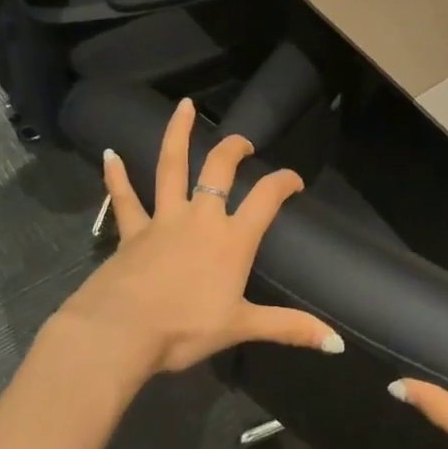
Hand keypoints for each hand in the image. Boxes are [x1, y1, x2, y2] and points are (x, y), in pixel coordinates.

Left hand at [44, 98, 342, 386]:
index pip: (266, 198)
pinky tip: (109, 154)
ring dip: (178, 135)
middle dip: (234, 149)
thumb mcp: (242, 327)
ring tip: (185, 106)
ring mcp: (163, 220)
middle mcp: (200, 218)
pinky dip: (116, 177)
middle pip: (219, 170)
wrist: (120, 333)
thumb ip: (290, 328)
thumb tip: (338, 342)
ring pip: (171, 168)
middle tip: (243, 141)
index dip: (284, 182)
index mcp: (232, 239)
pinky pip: (125, 199)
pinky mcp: (131, 231)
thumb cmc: (185, 329)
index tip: (294, 180)